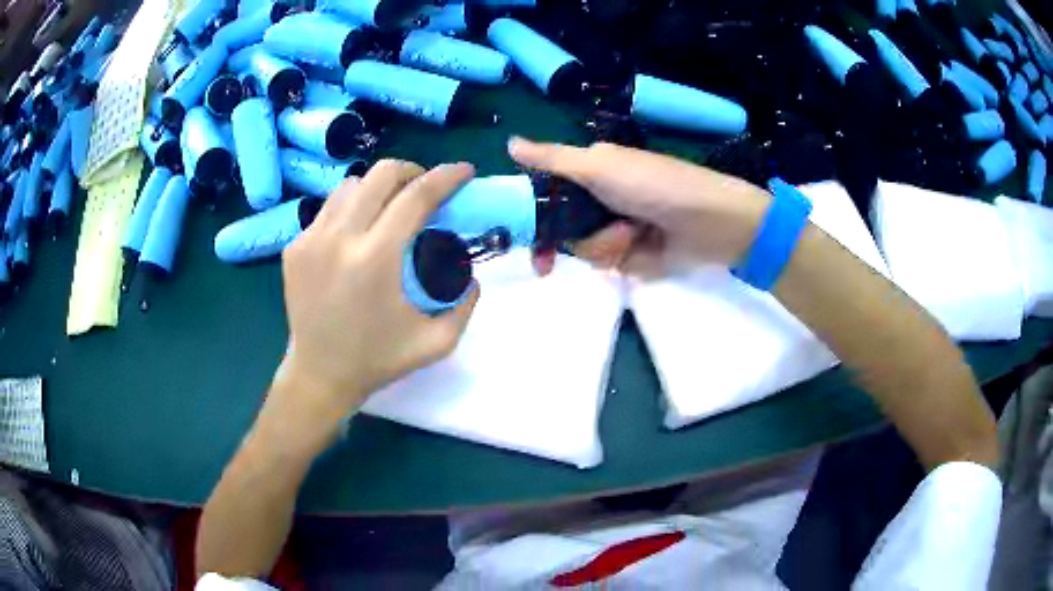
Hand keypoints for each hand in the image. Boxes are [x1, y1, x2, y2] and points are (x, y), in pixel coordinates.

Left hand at [275, 160, 479, 427]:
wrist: (319, 374)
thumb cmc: (378, 360)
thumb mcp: (437, 342)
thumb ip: (465, 303)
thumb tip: (470, 271)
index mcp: (376, 259)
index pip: (416, 196)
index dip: (446, 176)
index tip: (464, 171)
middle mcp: (339, 238)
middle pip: (381, 174)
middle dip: (412, 171)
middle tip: (425, 189)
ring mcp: (311, 239)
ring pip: (351, 185)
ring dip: (379, 188)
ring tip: (391, 208)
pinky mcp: (295, 246)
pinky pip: (329, 208)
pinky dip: (352, 208)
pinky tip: (359, 231)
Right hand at [508, 137, 769, 276]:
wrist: (710, 220)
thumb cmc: (654, 184)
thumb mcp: (599, 165)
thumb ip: (553, 158)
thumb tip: (509, 143)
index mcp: (591, 174)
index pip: (549, 197)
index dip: (534, 216)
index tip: (521, 237)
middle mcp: (600, 202)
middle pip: (563, 231)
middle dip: (578, 235)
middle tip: (580, 243)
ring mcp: (618, 230)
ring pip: (586, 251)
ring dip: (607, 244)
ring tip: (635, 233)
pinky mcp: (636, 257)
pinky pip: (612, 266)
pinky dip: (626, 258)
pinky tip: (645, 247)